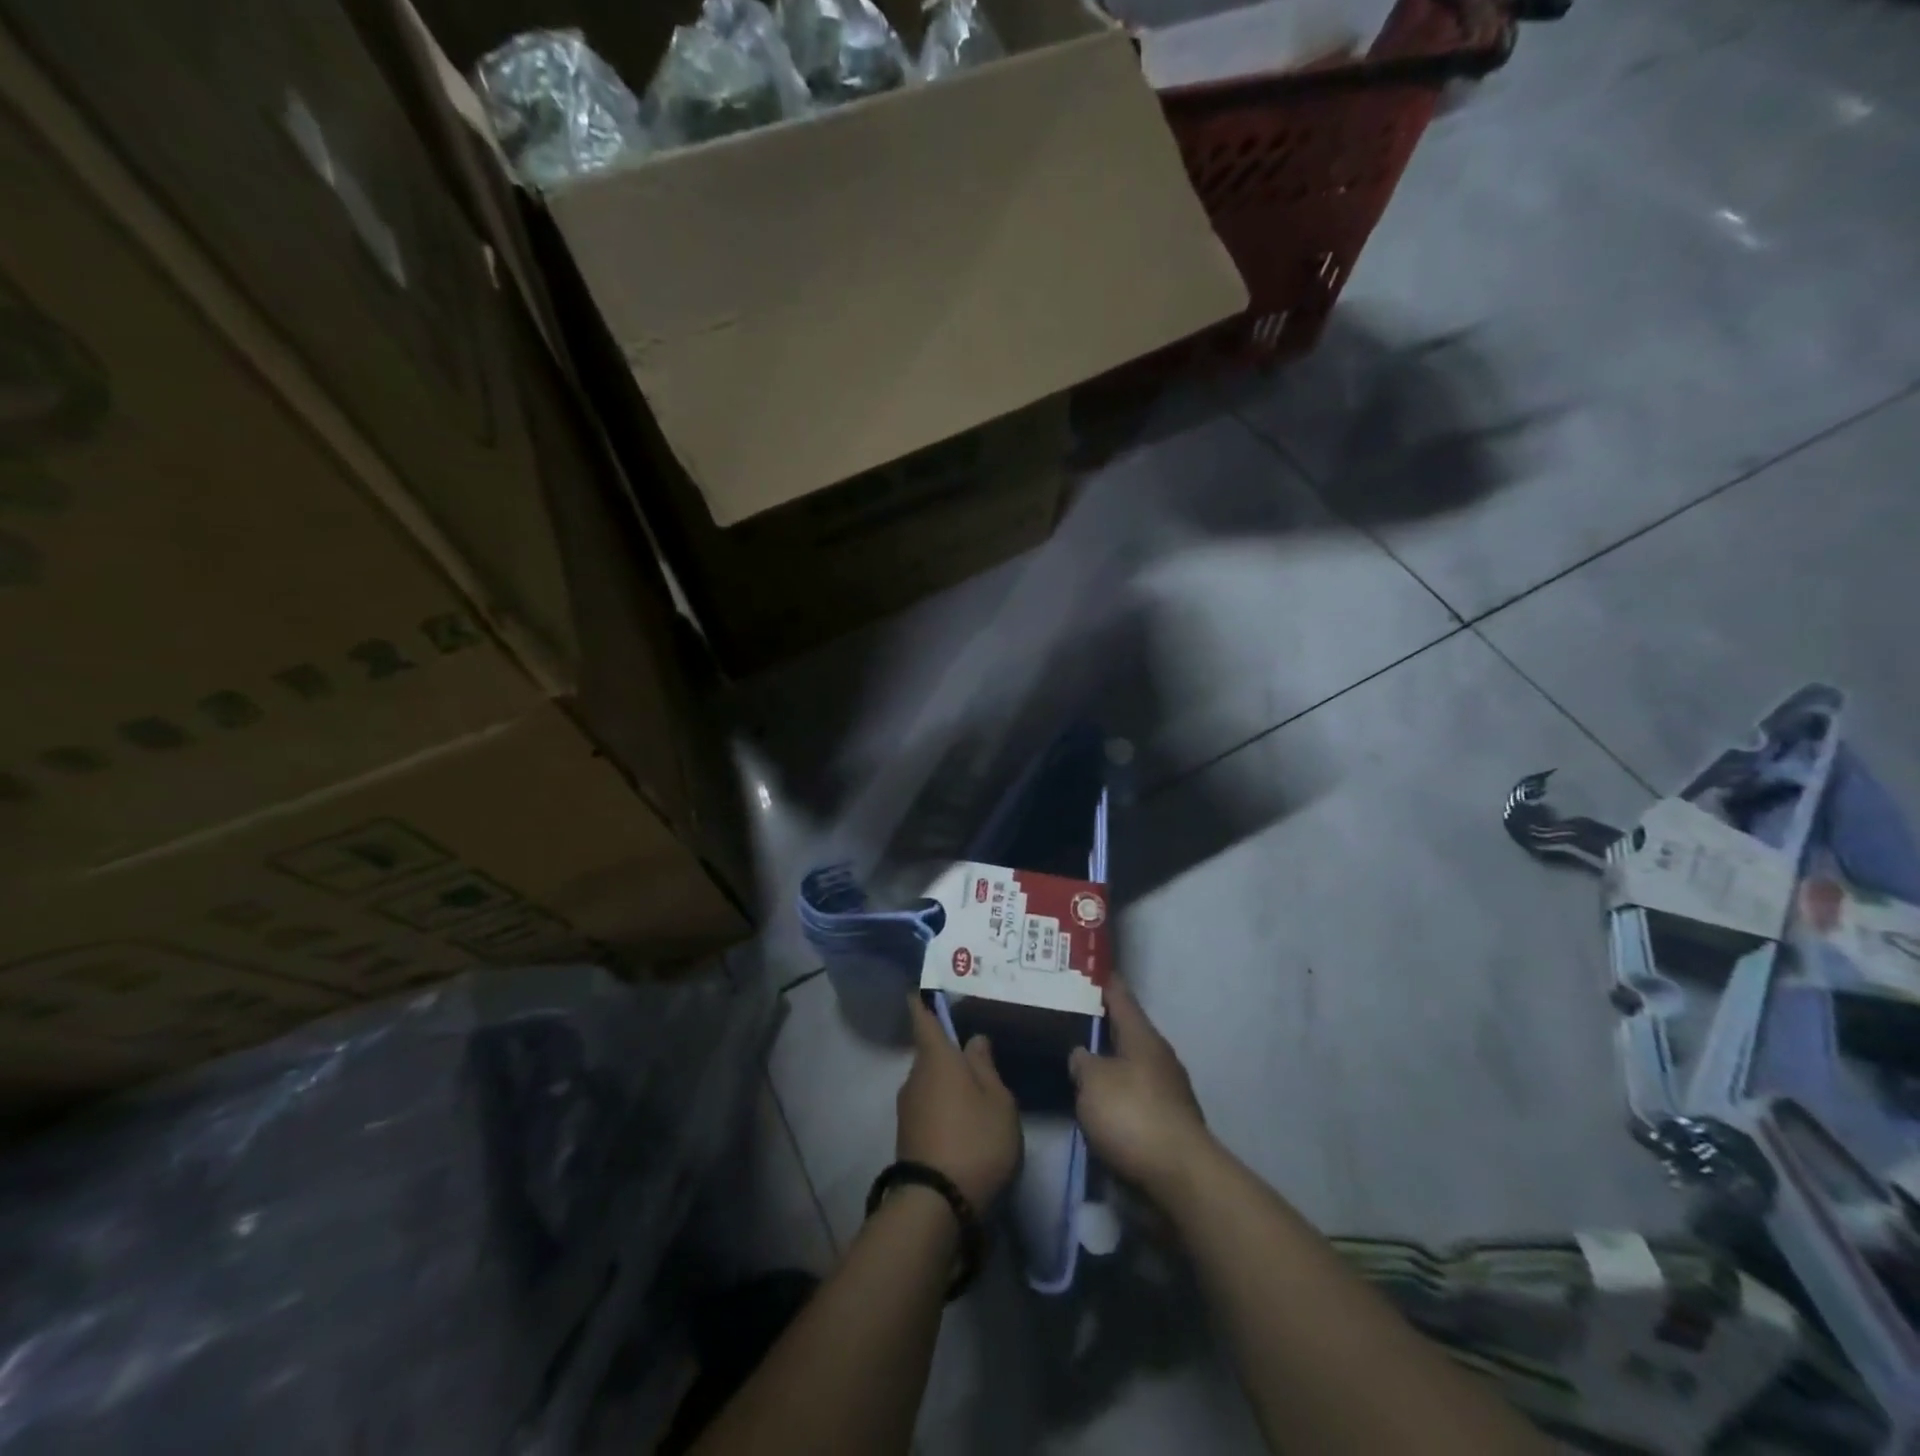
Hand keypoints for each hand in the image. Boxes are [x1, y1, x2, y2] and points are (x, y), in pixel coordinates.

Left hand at [897, 997, 1021, 1208]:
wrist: (936, 1205)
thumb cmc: (975, 1139)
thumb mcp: (998, 1101)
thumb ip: (986, 1066)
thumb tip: (973, 1040)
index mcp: (936, 1057)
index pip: (922, 1016)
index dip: (923, 999)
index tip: (925, 986)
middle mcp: (914, 1075)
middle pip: (930, 1052)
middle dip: (949, 1051)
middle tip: (977, 1051)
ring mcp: (907, 1107)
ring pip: (930, 1081)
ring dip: (948, 1083)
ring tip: (977, 1090)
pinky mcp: (907, 1136)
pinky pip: (928, 1106)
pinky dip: (944, 1106)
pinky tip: (965, 1121)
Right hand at [1070, 980, 1212, 1200]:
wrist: (1180, 1179)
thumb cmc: (1133, 1116)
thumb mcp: (1093, 1082)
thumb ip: (1083, 1062)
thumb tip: (1082, 1055)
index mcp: (1143, 1037)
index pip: (1121, 997)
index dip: (1103, 982)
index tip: (1087, 969)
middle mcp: (1159, 1058)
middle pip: (1127, 1032)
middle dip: (1102, 1027)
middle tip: (1071, 1019)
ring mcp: (1168, 1093)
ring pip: (1130, 1067)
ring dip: (1109, 1066)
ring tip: (1079, 1064)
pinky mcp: (1168, 1124)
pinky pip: (1134, 1098)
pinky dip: (1116, 1097)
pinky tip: (1097, 1105)